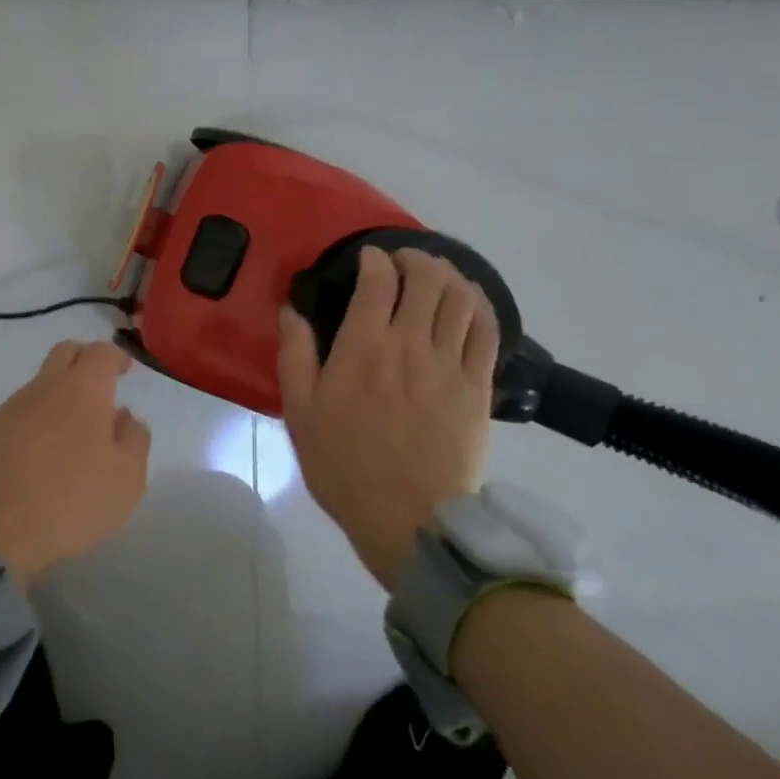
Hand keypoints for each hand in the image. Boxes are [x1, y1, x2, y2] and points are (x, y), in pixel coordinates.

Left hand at [0, 340, 151, 583]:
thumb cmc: (71, 501)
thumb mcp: (126, 480)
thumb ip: (134, 439)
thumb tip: (125, 417)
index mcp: (83, 389)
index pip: (101, 352)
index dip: (116, 357)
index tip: (125, 371)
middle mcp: (44, 387)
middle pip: (65, 353)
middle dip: (84, 361)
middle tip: (98, 389)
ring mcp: (8, 408)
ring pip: (38, 386)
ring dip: (56, 398)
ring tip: (66, 436)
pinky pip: (15, 416)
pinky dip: (30, 424)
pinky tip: (33, 458)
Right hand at [277, 246, 498, 585]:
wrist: (408, 520)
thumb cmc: (344, 465)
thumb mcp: (300, 412)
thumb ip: (295, 354)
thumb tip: (291, 310)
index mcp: (363, 347)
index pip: (378, 280)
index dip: (375, 259)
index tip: (367, 259)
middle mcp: (410, 344)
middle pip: (428, 278)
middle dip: (416, 258)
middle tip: (402, 262)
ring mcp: (450, 365)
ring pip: (461, 298)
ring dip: (450, 275)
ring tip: (436, 276)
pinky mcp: (478, 387)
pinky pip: (488, 332)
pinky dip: (480, 307)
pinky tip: (469, 303)